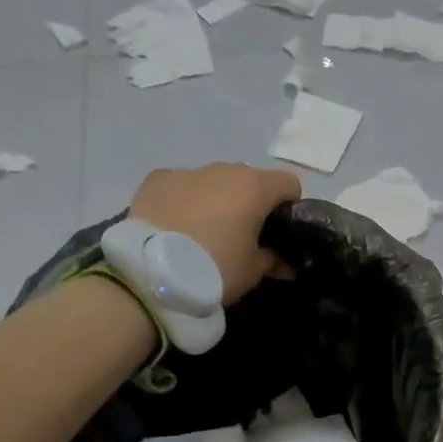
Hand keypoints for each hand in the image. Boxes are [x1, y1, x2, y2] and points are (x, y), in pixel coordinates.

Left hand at [130, 164, 301, 304]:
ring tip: (204, 233)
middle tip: (242, 235)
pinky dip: (184, 201)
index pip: (289, 184)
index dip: (289, 207)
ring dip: (216, 200)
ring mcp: (187, 171)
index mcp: (255, 187)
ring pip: (213, 181)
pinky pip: (180, 186)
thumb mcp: (253, 271)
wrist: (153, 272)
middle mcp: (223, 170)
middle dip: (250, 202)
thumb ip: (273, 260)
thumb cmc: (217, 269)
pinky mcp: (156, 180)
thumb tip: (284, 262)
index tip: (279, 231)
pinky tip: (176, 226)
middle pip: (249, 180)